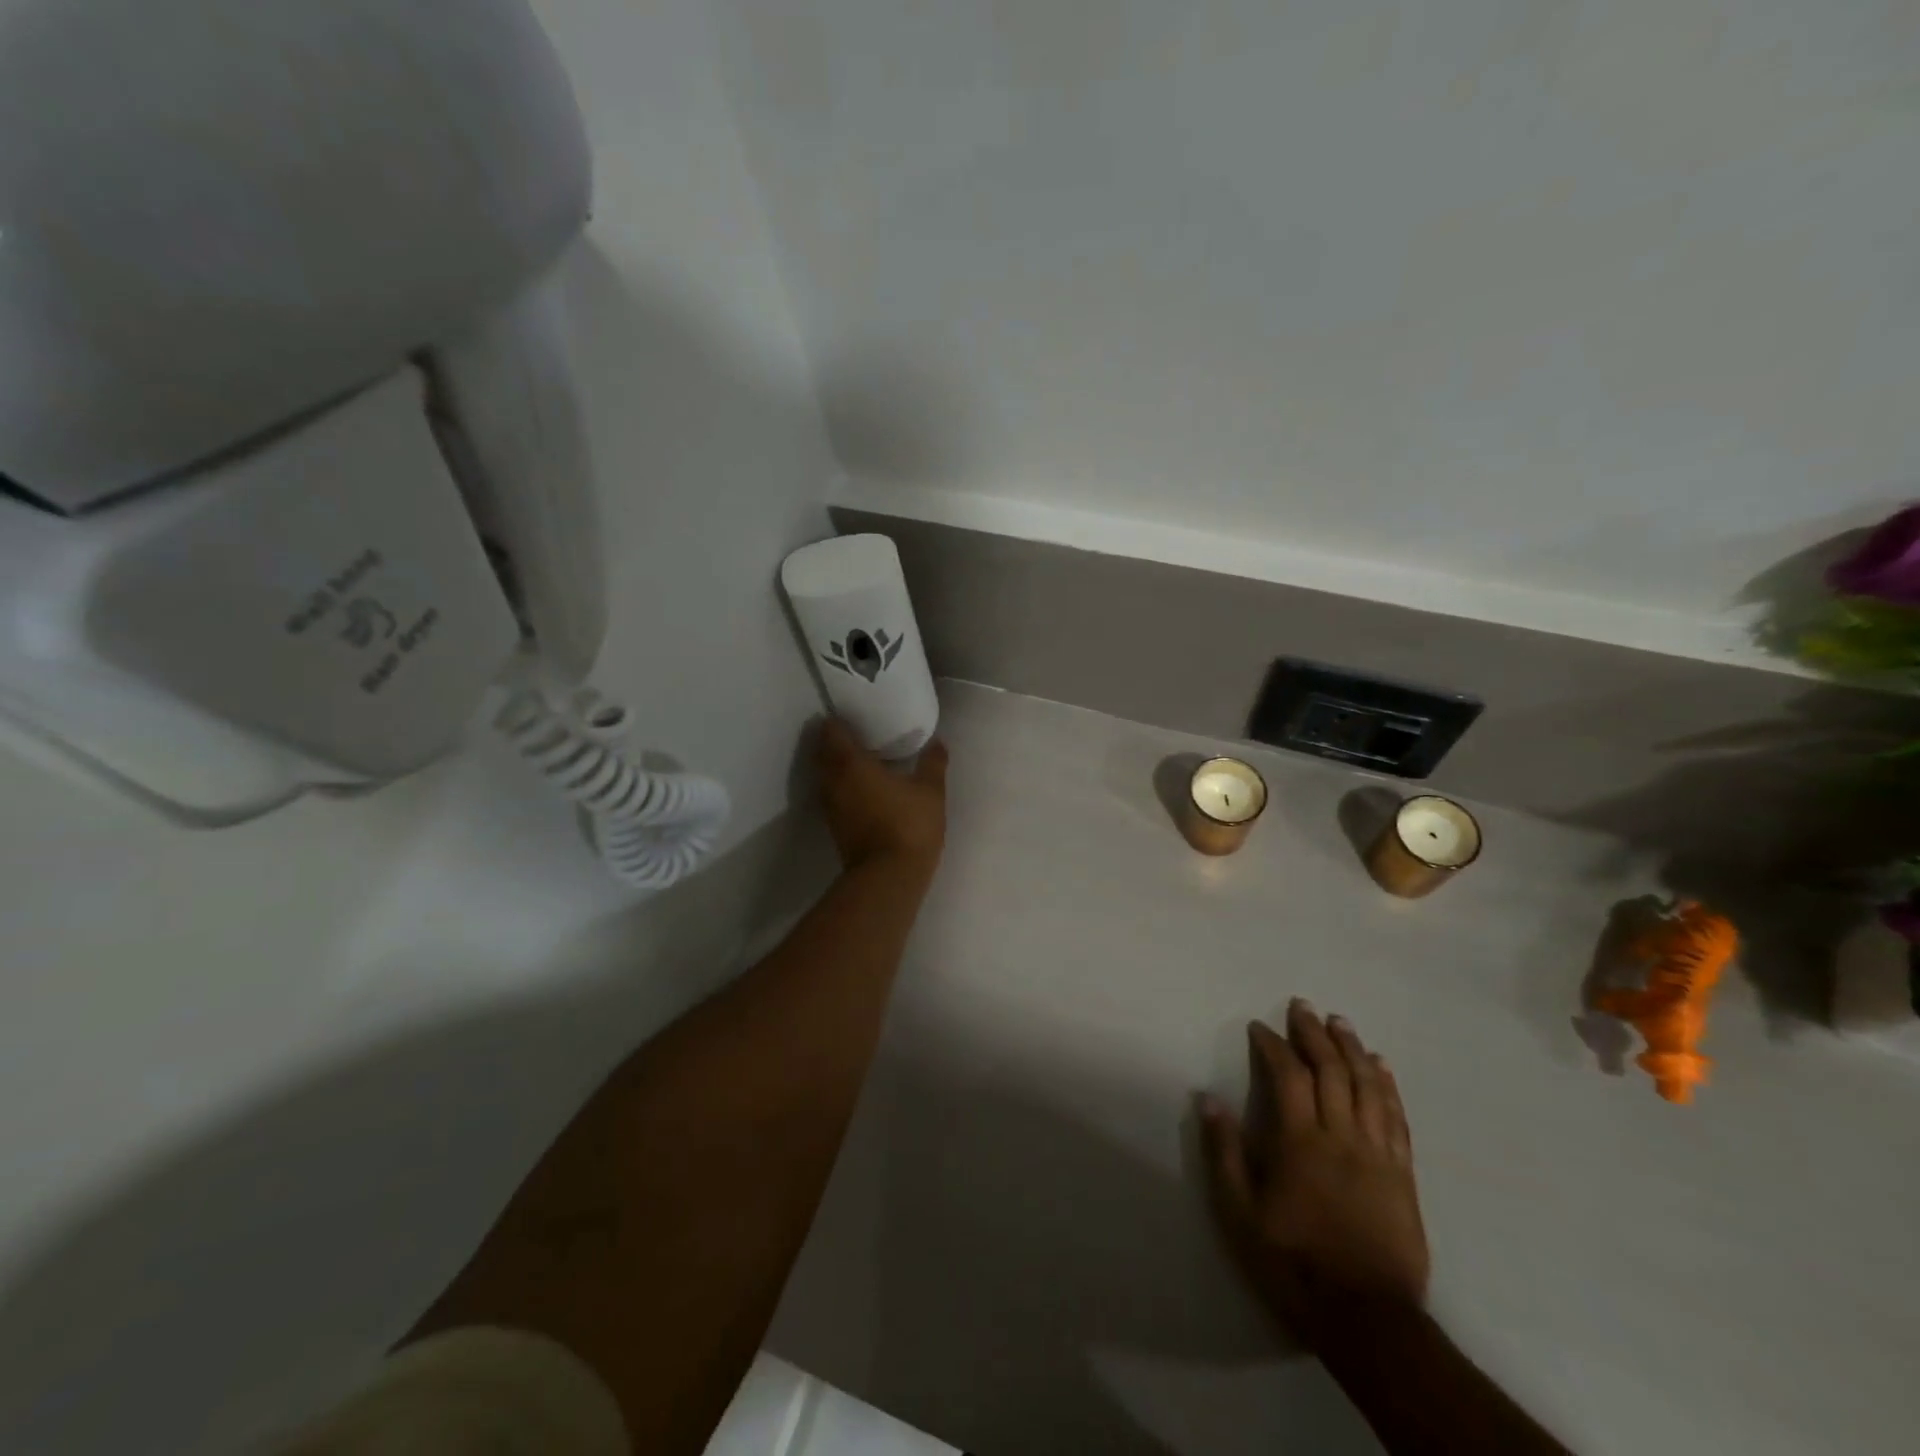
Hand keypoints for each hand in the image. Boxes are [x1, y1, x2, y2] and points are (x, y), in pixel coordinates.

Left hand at [816, 719, 947, 870]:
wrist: (889, 877)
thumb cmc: (908, 825)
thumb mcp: (930, 791)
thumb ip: (932, 763)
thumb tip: (938, 742)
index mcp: (851, 764)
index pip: (832, 733)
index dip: (837, 721)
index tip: (849, 715)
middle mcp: (833, 782)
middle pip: (823, 754)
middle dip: (834, 742)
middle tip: (855, 734)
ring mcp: (830, 807)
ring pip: (825, 777)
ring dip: (836, 767)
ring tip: (859, 760)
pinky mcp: (835, 827)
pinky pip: (833, 796)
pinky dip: (842, 787)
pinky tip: (862, 789)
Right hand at [1199, 1000, 1428, 1345]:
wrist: (1367, 1319)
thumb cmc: (1293, 1263)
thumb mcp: (1240, 1213)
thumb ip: (1224, 1152)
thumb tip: (1208, 1099)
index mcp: (1300, 1142)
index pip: (1288, 1075)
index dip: (1273, 1045)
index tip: (1259, 1027)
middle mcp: (1341, 1137)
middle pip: (1331, 1071)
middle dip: (1314, 1033)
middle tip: (1301, 1006)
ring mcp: (1377, 1154)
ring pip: (1367, 1086)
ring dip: (1352, 1048)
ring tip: (1340, 1022)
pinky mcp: (1402, 1174)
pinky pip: (1396, 1118)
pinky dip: (1388, 1085)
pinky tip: (1381, 1066)